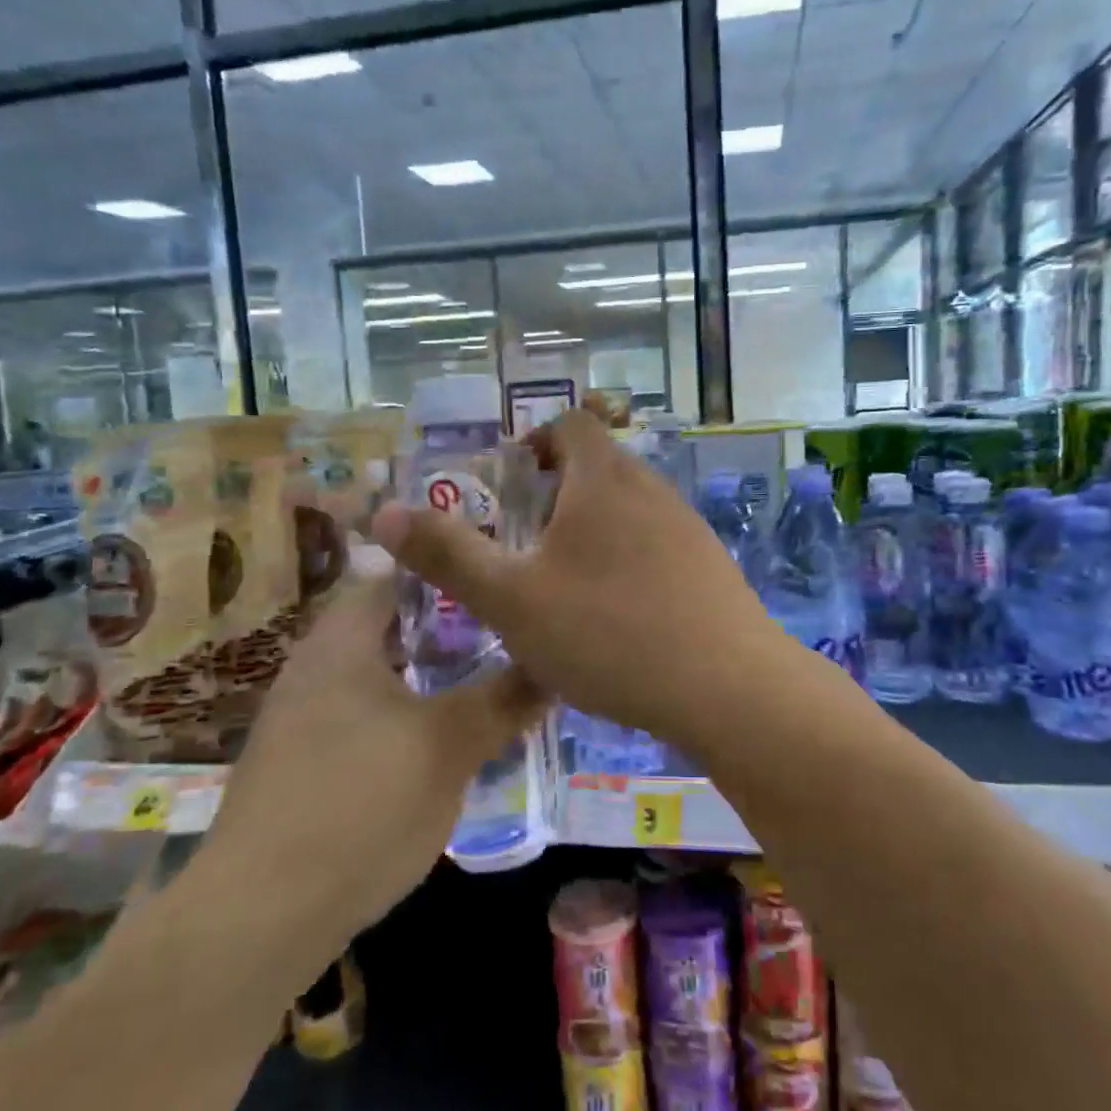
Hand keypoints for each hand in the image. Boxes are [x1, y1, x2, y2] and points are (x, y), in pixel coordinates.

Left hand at [199, 562, 546, 934]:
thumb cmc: (361, 805)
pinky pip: (363, 717)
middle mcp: (314, 668)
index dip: (452, 574)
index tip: (501, 583)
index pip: (398, 577)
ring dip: (429, 677)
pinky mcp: (301, 766)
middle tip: (506, 639)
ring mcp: (301, 719)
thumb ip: (505, 699)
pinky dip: (404, 716)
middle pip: (391, 628)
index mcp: (342, 642)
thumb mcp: (450, 746)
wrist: (258, 918)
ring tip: (485, 687)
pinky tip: (439, 746)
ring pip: (380, 676)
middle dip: (450, 631)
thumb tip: (556, 664)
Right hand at [370, 411, 789, 745]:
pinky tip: (616, 621)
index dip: (535, 441)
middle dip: (555, 496)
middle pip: (598, 467)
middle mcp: (651, 489)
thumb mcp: (510, 599)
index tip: (509, 486)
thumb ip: (447, 554)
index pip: (570, 423)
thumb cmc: (609, 632)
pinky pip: (656, 548)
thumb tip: (382, 512)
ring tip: (563, 588)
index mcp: (603, 479)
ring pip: (628, 511)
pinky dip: (626, 564)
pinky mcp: (711, 568)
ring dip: (591, 534)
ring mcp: (688, 528)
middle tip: (523, 547)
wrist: (729, 688)